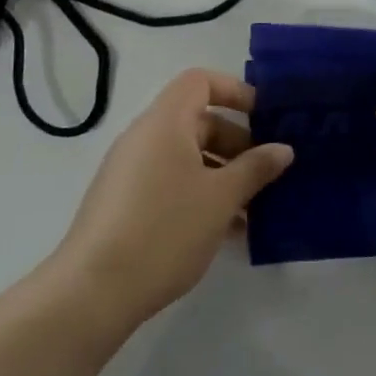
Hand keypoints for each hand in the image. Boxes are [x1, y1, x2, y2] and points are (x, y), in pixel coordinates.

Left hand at [50, 70, 291, 332]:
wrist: (93, 293)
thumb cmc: (165, 230)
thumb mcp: (221, 198)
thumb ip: (255, 168)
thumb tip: (283, 149)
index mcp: (165, 122)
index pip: (200, 81)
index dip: (235, 91)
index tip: (265, 118)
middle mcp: (144, 138)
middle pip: (198, 121)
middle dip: (237, 142)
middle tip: (268, 172)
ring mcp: (131, 172)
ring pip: (187, 157)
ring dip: (223, 174)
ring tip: (254, 208)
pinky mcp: (125, 203)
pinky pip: (171, 182)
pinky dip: (200, 194)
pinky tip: (226, 230)